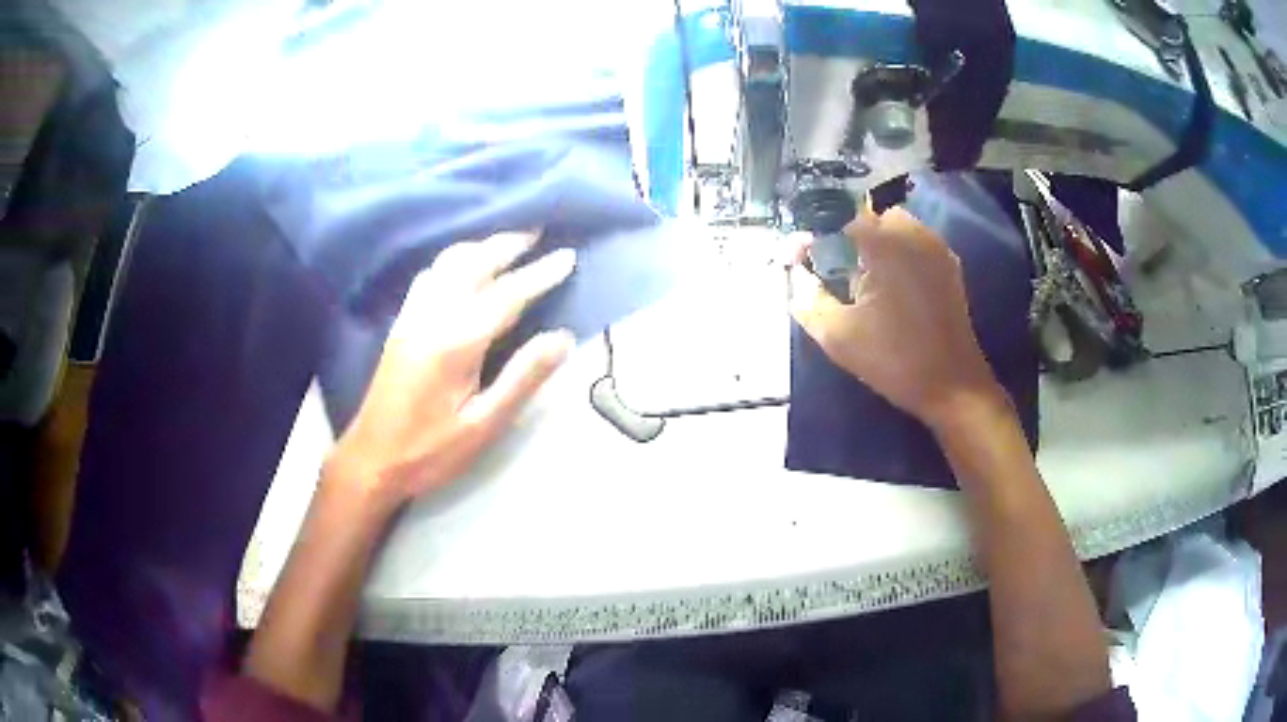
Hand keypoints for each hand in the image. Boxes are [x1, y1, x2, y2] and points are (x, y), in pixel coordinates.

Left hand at [327, 231, 575, 511]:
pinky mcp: (401, 323)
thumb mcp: (485, 425)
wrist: (372, 459)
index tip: (568, 257)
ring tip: (506, 243)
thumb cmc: (431, 451)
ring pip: (448, 263)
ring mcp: (412, 316)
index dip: (540, 274)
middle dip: (508, 244)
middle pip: (474, 264)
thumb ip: (523, 378)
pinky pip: (429, 274)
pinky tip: (462, 267)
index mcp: (456, 341)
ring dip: (480, 246)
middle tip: (538, 231)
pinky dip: (454, 259)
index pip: (507, 295)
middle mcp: (432, 316)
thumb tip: (562, 338)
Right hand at [789, 207, 1005, 429]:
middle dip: (849, 238)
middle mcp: (914, 234)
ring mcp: (937, 249)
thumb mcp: (838, 335)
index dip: (815, 237)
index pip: (838, 219)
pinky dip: (900, 256)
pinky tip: (893, 291)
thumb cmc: (894, 360)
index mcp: (886, 243)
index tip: (801, 260)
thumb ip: (809, 299)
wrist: (952, 387)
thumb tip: (797, 276)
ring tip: (865, 283)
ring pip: (896, 229)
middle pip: (870, 218)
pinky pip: (917, 245)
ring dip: (876, 246)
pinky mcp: (950, 268)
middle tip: (837, 273)